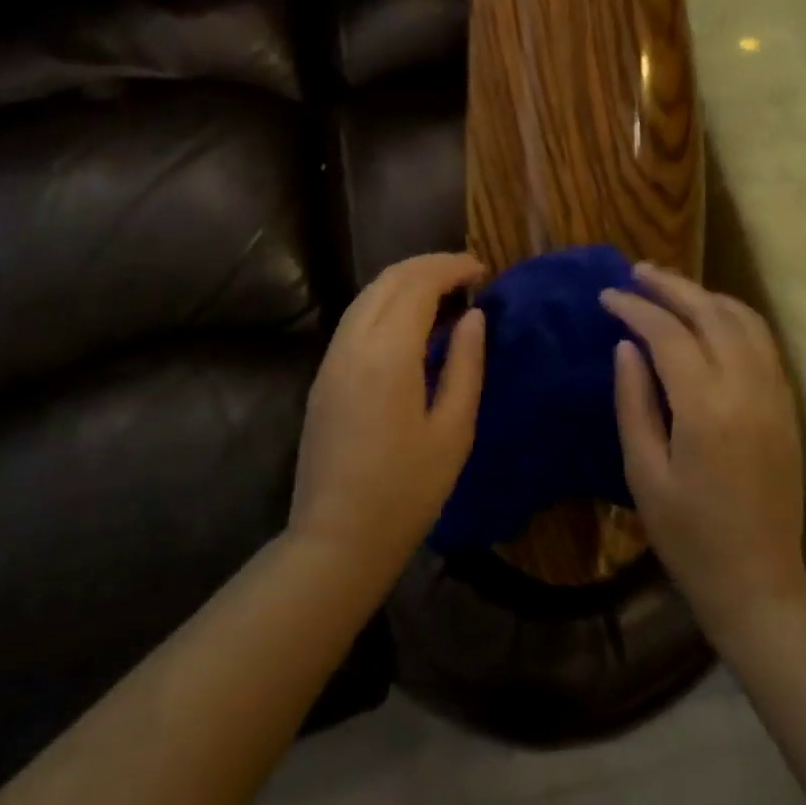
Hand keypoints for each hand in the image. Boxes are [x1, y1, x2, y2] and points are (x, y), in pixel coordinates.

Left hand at [289, 252, 486, 587]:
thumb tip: (474, 317)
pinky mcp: (324, 375)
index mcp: (387, 354)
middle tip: (466, 273)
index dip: (451, 268)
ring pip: (367, 295)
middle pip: (388, 280)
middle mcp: (353, 344)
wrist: (337, 539)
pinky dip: (385, 302)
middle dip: (428, 266)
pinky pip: (355, 318)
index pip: (418, 285)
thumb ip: (466, 365)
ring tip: (443, 291)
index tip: (482, 270)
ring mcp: (332, 358)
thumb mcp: (454, 431)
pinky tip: (410, 321)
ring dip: (404, 281)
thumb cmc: (407, 491)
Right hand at [602, 266, 805, 645]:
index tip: (606, 296)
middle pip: (710, 313)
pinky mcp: (787, 406)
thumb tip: (627, 346)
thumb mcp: (644, 473)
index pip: (668, 334)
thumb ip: (634, 402)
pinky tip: (709, 318)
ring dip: (705, 296)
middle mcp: (747, 388)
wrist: (759, 582)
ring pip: (743, 320)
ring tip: (670, 288)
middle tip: (636, 272)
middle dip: (671, 286)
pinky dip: (733, 317)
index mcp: (706, 407)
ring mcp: (774, 394)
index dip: (634, 308)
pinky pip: (762, 342)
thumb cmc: (689, 535)